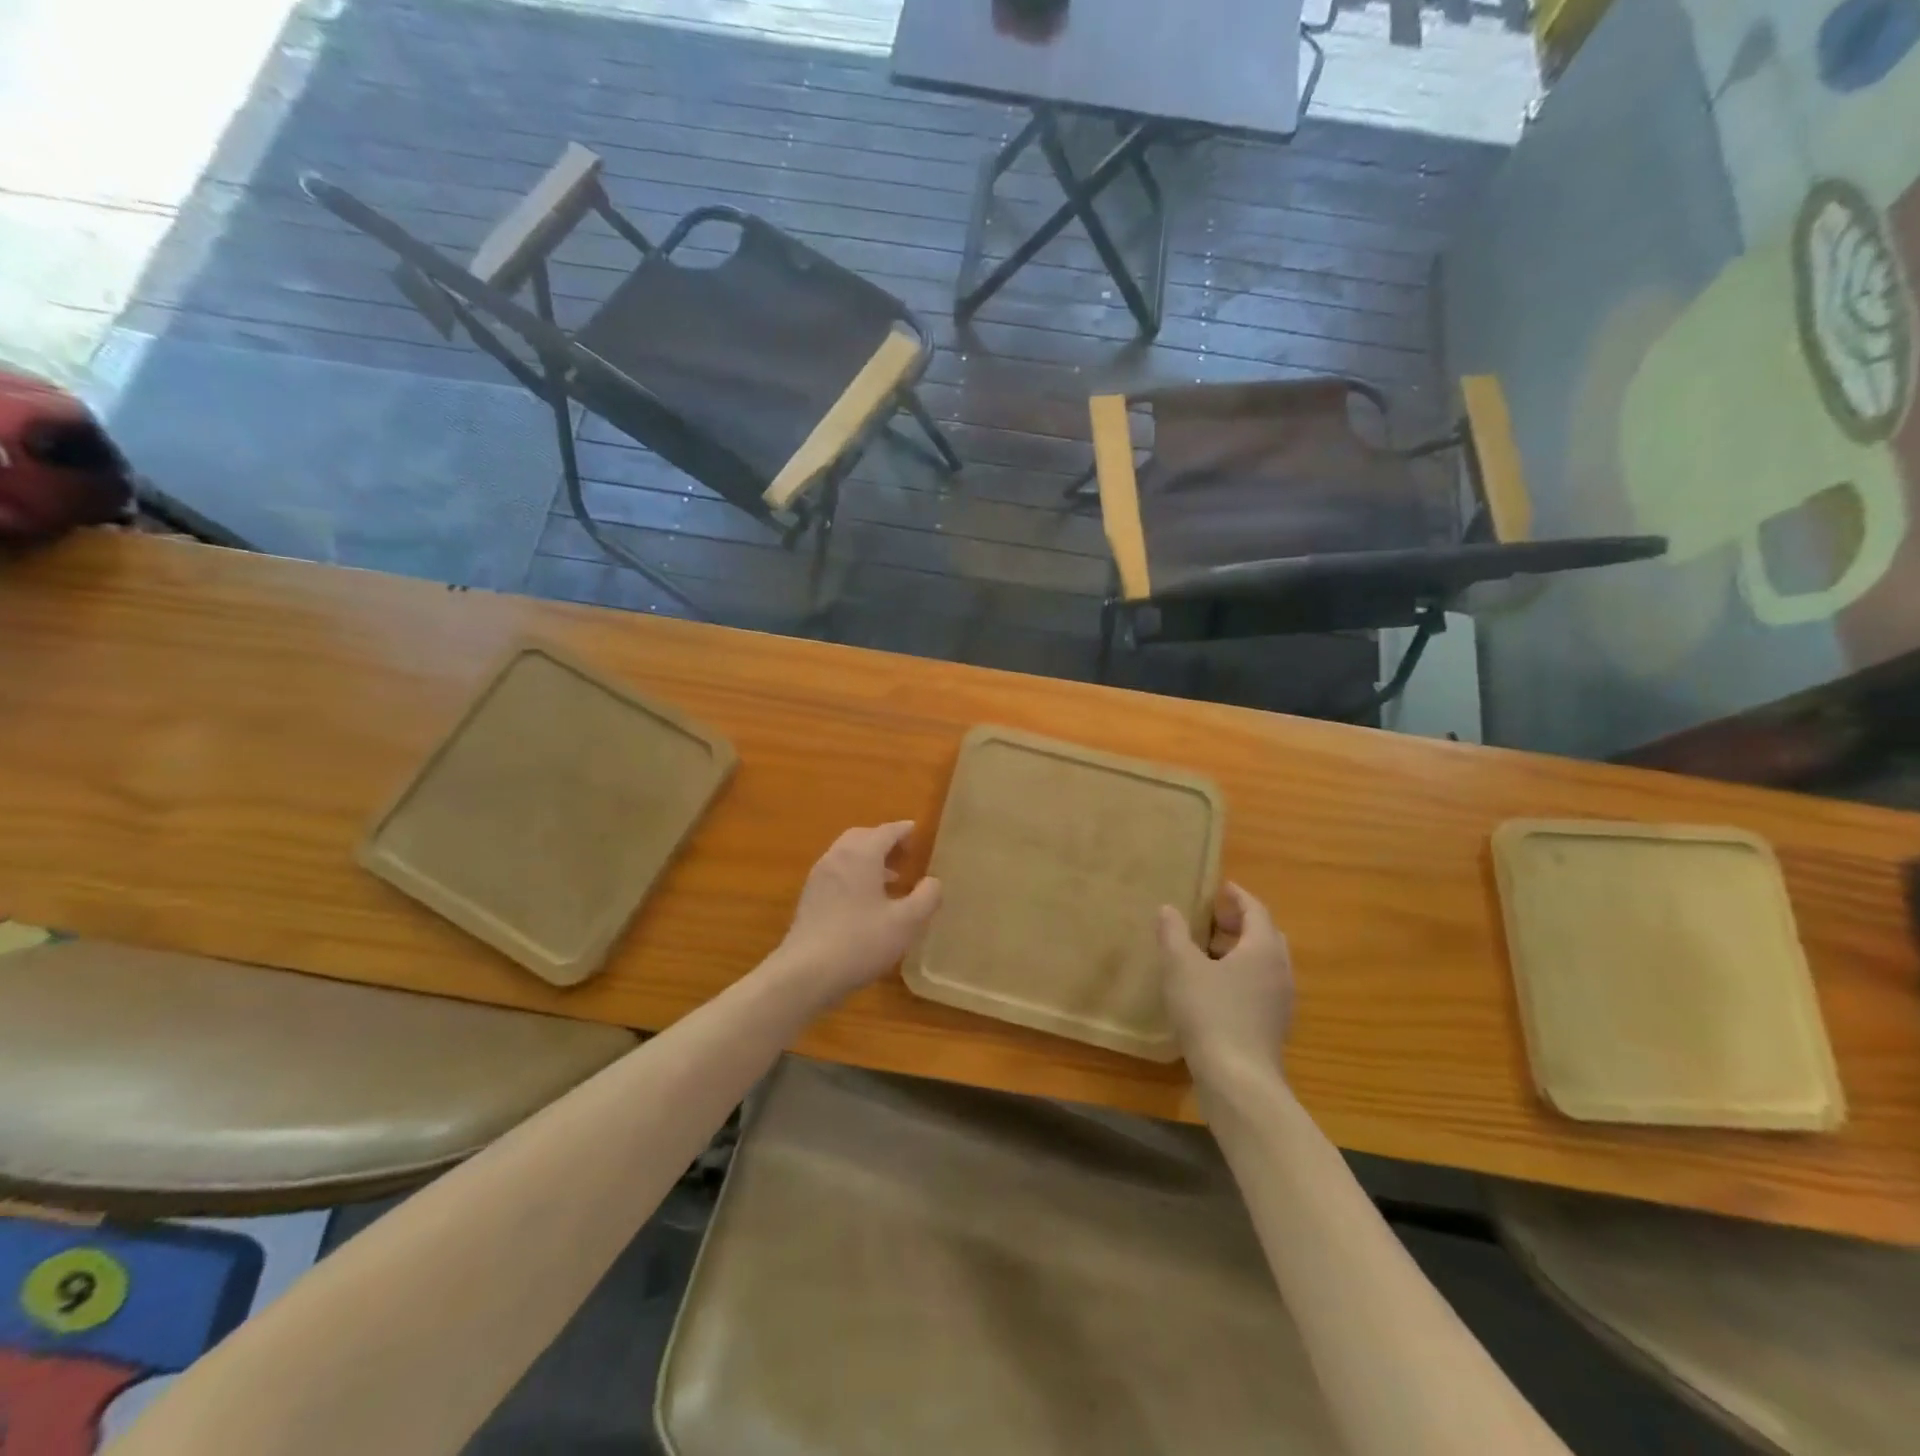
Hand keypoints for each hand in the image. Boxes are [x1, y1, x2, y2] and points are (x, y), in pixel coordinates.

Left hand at [772, 822, 941, 1008]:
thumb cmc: (860, 942)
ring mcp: (819, 877)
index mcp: (861, 855)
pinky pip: (836, 873)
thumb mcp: (905, 923)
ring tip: (891, 880)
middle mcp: (837, 857)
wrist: (805, 973)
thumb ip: (926, 898)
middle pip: (863, 837)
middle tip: (905, 856)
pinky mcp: (809, 897)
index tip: (919, 833)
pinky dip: (854, 875)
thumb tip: (933, 881)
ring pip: (847, 855)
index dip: (905, 830)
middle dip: (884, 842)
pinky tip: (866, 902)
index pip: (887, 831)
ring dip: (869, 860)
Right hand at [1157, 883, 1292, 1087]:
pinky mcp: (1273, 1027)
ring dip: (1241, 952)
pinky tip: (1215, 989)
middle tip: (1213, 919)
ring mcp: (1280, 1002)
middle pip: (1266, 936)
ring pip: (1264, 964)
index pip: (1256, 911)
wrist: (1238, 1080)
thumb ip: (1173, 934)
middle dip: (1241, 923)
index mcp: (1263, 949)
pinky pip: (1260, 987)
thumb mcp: (1181, 967)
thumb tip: (1168, 909)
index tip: (1221, 888)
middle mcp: (1279, 971)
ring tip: (1208, 953)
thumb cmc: (1210, 1012)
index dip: (1238, 897)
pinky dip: (1242, 976)